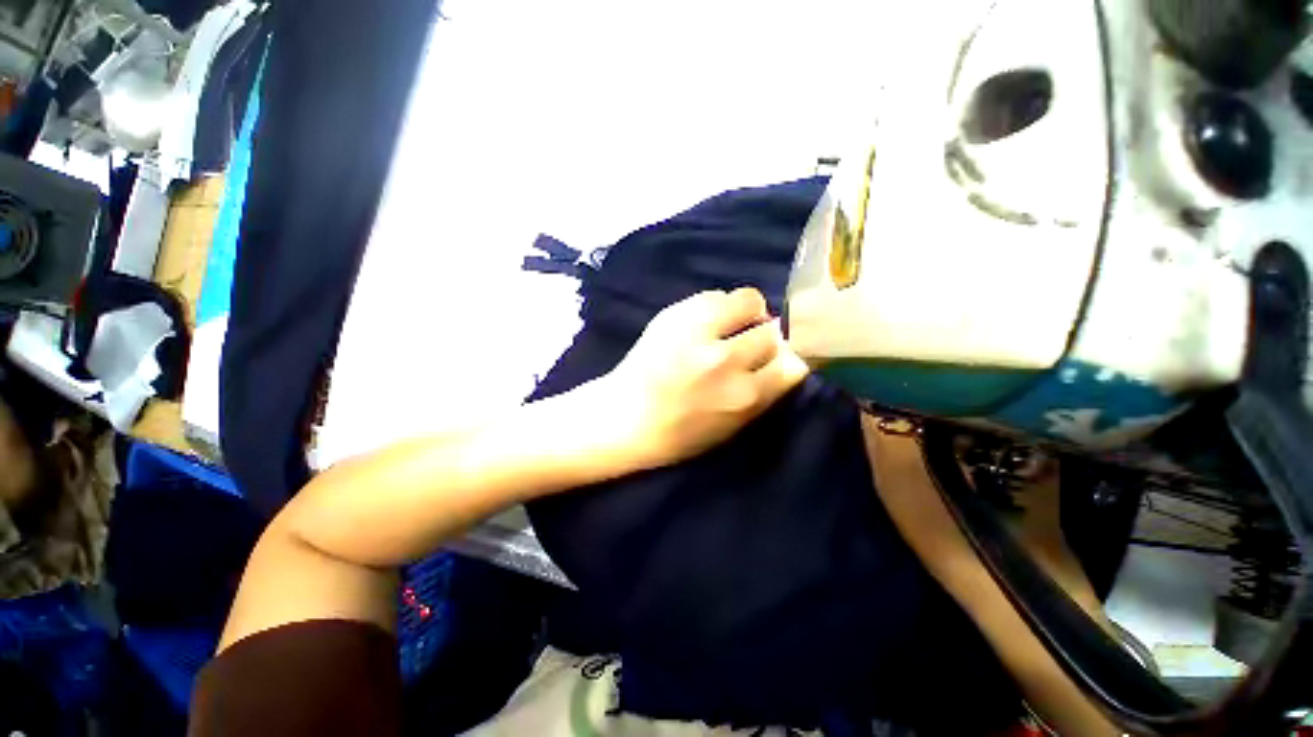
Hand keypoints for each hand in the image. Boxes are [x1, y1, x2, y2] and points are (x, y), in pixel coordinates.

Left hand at [602, 288, 809, 470]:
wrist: (624, 418)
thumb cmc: (679, 434)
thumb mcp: (732, 427)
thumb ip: (764, 393)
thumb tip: (785, 357)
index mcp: (743, 397)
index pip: (795, 363)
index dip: (790, 358)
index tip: (781, 359)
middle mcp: (726, 360)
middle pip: (773, 331)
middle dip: (768, 338)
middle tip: (750, 345)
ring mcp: (697, 331)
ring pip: (749, 300)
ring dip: (747, 314)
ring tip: (730, 326)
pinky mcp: (674, 313)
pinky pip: (715, 295)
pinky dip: (718, 307)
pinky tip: (705, 323)